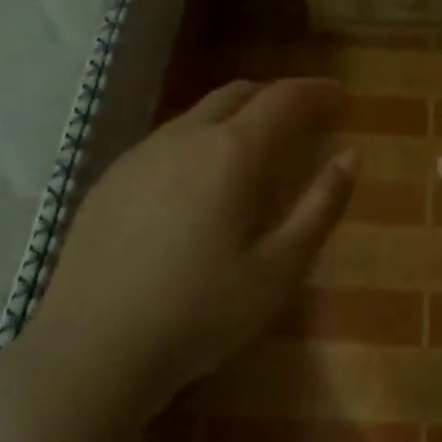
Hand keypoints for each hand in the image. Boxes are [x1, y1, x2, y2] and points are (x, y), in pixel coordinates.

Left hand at [15, 78, 355, 419]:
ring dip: (236, 115)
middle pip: (237, 93)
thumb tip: (350, 156)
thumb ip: (320, 206)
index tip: (339, 93)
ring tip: (257, 145)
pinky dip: (200, 139)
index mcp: (231, 152)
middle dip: (276, 96)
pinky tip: (200, 178)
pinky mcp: (110, 179)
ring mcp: (140, 155)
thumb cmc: (200, 313)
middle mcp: (184, 137)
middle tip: (304, 116)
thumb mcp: (279, 269)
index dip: (315, 91)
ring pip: (198, 114)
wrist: (91, 351)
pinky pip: (167, 140)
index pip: (282, 99)